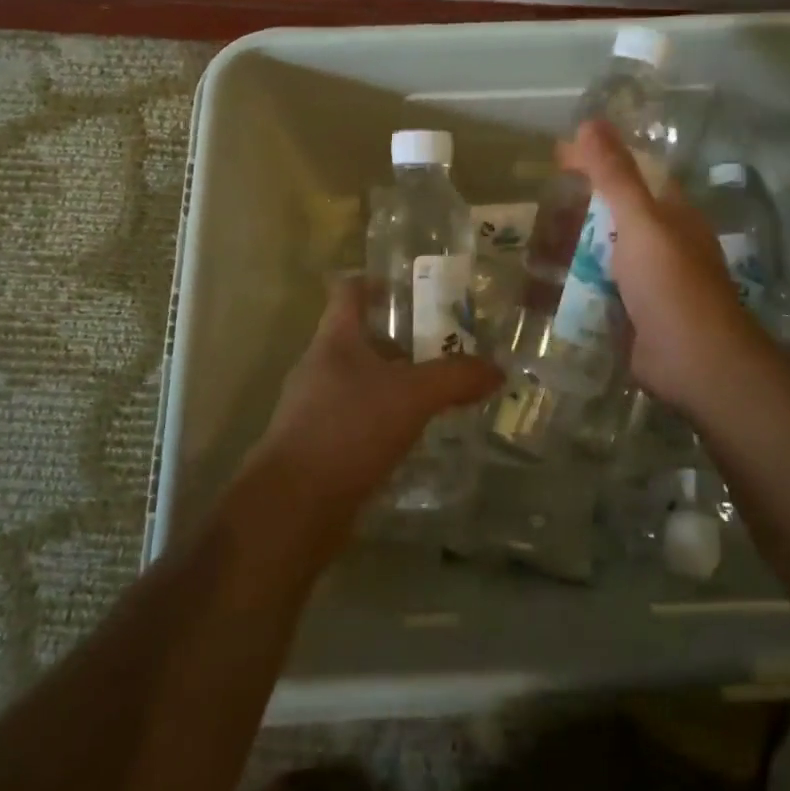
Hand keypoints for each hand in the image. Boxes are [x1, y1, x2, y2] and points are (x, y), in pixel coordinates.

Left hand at [255, 277, 502, 520]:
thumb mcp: (412, 396)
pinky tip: (409, 437)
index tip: (409, 287)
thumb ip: (456, 378)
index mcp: (335, 339)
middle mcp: (319, 366)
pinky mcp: (316, 448)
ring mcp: (312, 408)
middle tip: (441, 345)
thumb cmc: (348, 429)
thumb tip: (497, 370)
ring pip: (358, 382)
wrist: (292, 509)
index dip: (376, 282)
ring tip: (432, 393)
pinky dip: (381, 421)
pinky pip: (354, 421)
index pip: (349, 290)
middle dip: (398, 340)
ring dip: (391, 383)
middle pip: (358, 337)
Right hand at [558, 120, 763, 411]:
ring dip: (570, 247)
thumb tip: (591, 122)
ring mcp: (648, 280)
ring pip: (602, 253)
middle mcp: (662, 242)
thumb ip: (615, 174)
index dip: (596, 161)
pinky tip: (542, 283)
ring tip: (529, 242)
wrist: (694, 363)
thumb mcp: (640, 220)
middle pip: (613, 214)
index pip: (630, 173)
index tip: (556, 157)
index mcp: (671, 213)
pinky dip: (573, 283)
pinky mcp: (633, 313)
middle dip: (576, 208)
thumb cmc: (670, 282)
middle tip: (535, 204)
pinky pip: (597, 289)